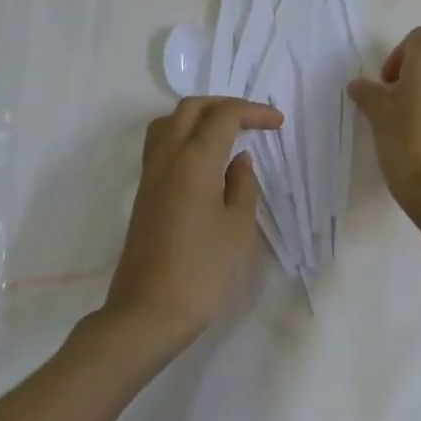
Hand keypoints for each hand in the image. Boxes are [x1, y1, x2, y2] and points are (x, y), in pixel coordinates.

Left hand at [101, 97, 280, 356]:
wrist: (146, 316)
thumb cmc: (202, 274)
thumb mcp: (238, 230)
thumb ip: (242, 186)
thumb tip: (238, 161)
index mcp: (194, 162)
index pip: (224, 116)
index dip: (253, 112)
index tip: (277, 122)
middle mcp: (167, 159)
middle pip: (191, 108)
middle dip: (224, 105)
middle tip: (252, 120)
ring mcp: (150, 176)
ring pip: (169, 123)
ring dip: (199, 117)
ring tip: (225, 133)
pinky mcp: (143, 195)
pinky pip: (161, 145)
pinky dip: (184, 136)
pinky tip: (204, 161)